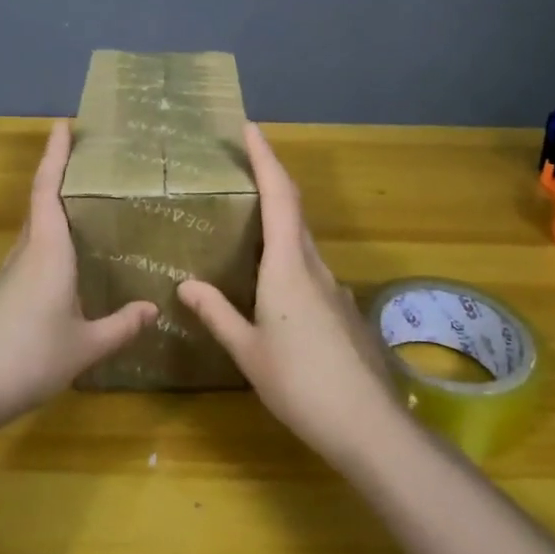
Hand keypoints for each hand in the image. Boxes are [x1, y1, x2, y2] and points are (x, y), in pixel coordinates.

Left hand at [0, 120, 155, 429]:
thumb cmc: (28, 358)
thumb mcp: (85, 346)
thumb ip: (121, 326)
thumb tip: (153, 308)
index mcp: (47, 252)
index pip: (48, 189)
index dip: (55, 155)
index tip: (63, 124)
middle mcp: (24, 254)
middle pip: (40, 205)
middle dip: (60, 178)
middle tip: (91, 166)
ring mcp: (6, 276)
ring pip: (34, 234)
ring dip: (54, 215)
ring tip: (88, 215)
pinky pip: (29, 259)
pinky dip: (49, 249)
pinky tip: (67, 272)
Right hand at [179, 123, 404, 463]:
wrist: (368, 426)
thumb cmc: (300, 383)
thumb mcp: (248, 351)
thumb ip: (217, 313)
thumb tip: (185, 284)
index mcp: (288, 266)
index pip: (279, 195)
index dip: (265, 157)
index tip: (250, 127)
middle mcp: (314, 266)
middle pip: (294, 209)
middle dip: (270, 180)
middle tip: (239, 168)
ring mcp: (333, 288)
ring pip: (303, 240)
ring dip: (279, 220)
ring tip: (246, 224)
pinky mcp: (342, 309)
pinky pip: (310, 268)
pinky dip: (288, 256)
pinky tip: (272, 284)